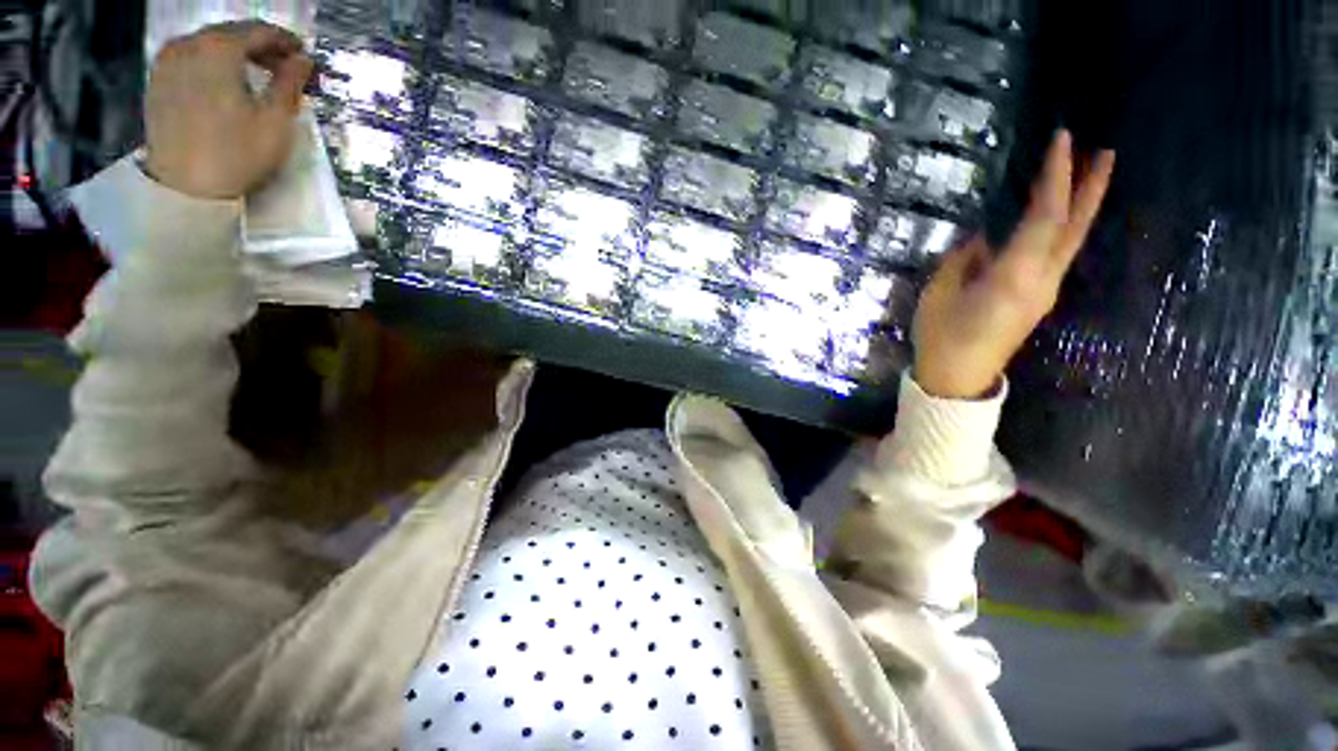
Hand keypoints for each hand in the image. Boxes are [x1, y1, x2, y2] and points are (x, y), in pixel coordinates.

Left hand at [145, 21, 313, 199]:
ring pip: (211, 43)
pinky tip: (227, 81)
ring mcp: (168, 58)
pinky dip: (214, 62)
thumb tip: (303, 60)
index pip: (260, 31)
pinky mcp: (158, 77)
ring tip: (257, 76)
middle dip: (261, 47)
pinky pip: (192, 56)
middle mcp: (190, 42)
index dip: (287, 42)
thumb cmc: (236, 153)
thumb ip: (290, 83)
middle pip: (233, 33)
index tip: (305, 58)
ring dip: (237, 54)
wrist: (184, 186)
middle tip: (285, 68)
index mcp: (219, 48)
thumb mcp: (276, 120)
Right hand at [912, 130, 1114, 398]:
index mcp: (1014, 277)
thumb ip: (964, 260)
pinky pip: (1056, 256)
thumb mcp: (940, 294)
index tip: (1061, 140)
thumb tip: (985, 238)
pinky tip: (1055, 218)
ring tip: (1086, 175)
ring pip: (1071, 242)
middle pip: (1073, 228)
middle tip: (1105, 151)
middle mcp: (1042, 281)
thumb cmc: (940, 337)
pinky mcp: (1038, 299)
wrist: (957, 378)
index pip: (1044, 217)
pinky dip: (1062, 229)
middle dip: (1091, 188)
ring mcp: (1045, 292)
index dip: (1055, 177)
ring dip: (1082, 207)